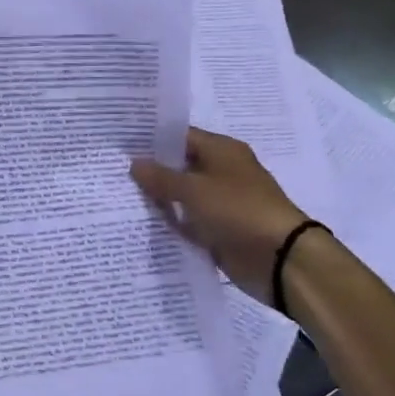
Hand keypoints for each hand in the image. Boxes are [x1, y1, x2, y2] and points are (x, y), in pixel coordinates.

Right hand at [131, 127, 308, 305]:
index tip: (122, 145)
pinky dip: (172, 224)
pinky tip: (143, 225)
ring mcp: (222, 203)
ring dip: (160, 200)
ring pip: (183, 197)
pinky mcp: (220, 230)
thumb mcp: (193, 190)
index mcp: (222, 151)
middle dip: (152, 172)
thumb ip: (161, 177)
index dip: (152, 140)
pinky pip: (189, 223)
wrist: (280, 258)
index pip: (181, 137)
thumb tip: (135, 163)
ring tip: (121, 198)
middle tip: (114, 172)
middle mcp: (222, 172)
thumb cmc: (238, 210)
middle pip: (180, 167)